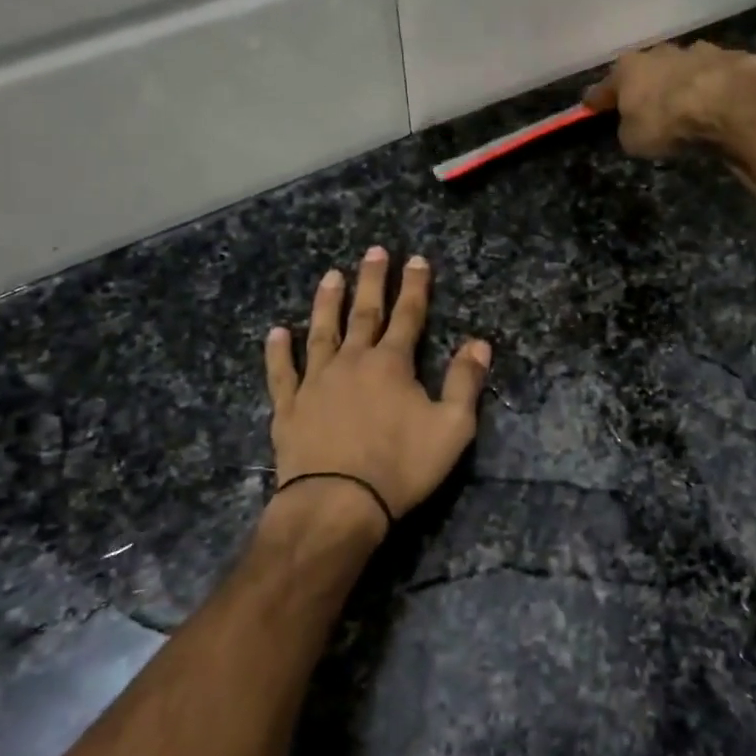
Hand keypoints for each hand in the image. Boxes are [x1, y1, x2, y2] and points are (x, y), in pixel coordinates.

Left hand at [265, 248, 490, 532]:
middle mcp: (352, 361)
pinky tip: (277, 333)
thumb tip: (479, 342)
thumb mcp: (452, 427)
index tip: (416, 260)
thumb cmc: (400, 466)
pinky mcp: (289, 407)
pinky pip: (282, 372)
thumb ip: (466, 382)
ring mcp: (316, 382)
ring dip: (327, 303)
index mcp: (392, 364)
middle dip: (372, 281)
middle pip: (364, 313)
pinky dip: (278, 351)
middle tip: (374, 251)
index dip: (414, 287)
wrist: (337, 503)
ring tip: (330, 276)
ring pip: (322, 332)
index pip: (408, 316)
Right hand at [583, 41, 755, 157]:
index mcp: (630, 68)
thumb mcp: (634, 139)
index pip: (605, 85)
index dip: (597, 99)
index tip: (589, 106)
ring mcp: (700, 52)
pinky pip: (716, 77)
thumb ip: (629, 128)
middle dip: (645, 85)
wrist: (731, 103)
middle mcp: (662, 53)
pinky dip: (714, 89)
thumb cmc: (668, 121)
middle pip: (647, 69)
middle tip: (645, 103)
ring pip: (684, 68)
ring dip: (682, 83)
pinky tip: (719, 105)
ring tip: (687, 106)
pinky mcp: (733, 59)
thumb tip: (633, 125)